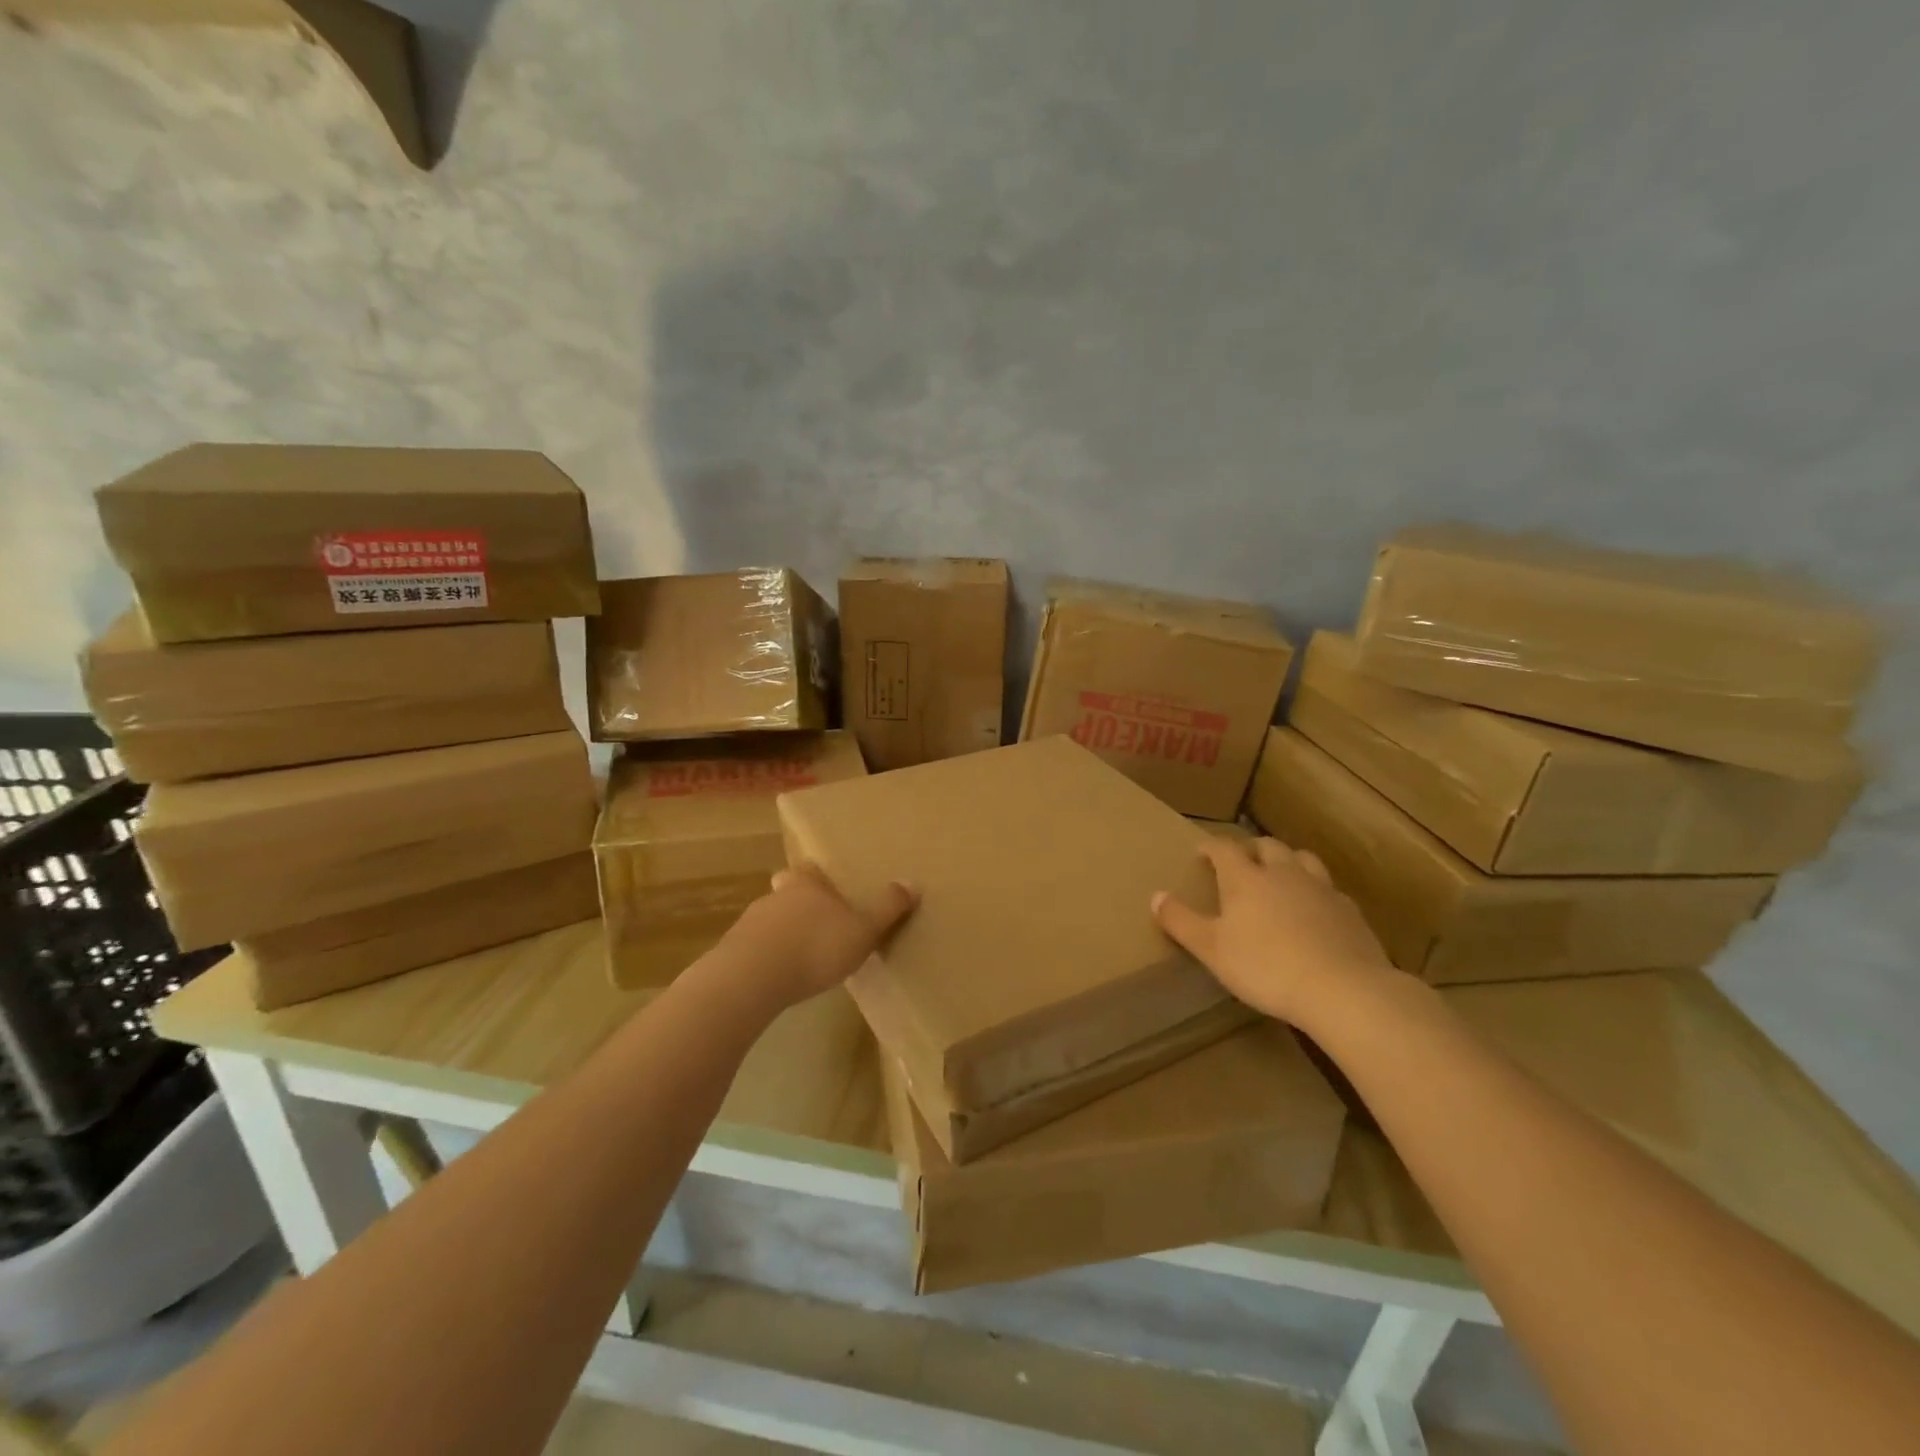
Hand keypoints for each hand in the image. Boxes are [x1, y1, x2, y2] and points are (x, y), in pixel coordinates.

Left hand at [720, 864, 918, 1008]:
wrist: (751, 978)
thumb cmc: (815, 946)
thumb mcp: (863, 929)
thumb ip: (887, 908)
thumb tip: (913, 882)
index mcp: (806, 884)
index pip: (809, 870)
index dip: (817, 878)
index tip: (827, 888)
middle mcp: (775, 896)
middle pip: (786, 893)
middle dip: (800, 906)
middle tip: (818, 926)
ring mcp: (749, 924)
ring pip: (769, 921)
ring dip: (782, 935)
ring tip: (801, 957)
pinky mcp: (732, 954)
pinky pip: (754, 950)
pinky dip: (766, 959)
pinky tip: (778, 979)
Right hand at [1153, 837, 1396, 1025]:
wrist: (1342, 989)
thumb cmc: (1265, 966)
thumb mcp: (1211, 949)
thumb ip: (1181, 921)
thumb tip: (1155, 895)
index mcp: (1246, 878)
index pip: (1224, 848)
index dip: (1211, 846)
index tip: (1201, 851)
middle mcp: (1283, 873)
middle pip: (1267, 846)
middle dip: (1251, 849)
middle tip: (1241, 862)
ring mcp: (1321, 889)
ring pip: (1303, 859)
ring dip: (1287, 861)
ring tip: (1280, 876)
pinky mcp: (1350, 911)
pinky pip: (1329, 889)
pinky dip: (1315, 891)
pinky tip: (1315, 910)